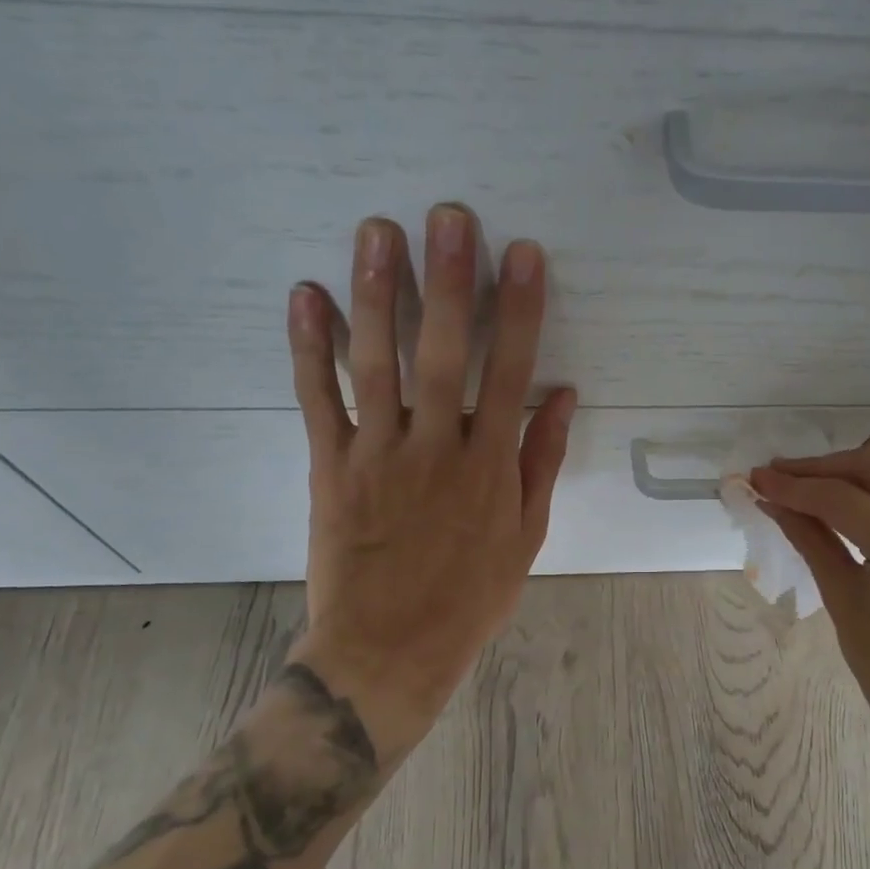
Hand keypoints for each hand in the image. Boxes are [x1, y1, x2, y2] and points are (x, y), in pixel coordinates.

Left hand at [283, 204, 575, 764]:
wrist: (388, 651)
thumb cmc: (469, 596)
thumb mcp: (525, 536)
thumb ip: (540, 461)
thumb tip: (561, 395)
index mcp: (490, 467)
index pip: (510, 372)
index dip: (519, 310)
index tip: (521, 255)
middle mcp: (436, 449)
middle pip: (444, 354)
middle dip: (449, 281)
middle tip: (446, 217)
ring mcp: (378, 455)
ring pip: (377, 364)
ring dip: (378, 295)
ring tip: (377, 233)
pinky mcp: (331, 468)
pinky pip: (318, 400)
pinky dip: (309, 348)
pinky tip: (307, 296)